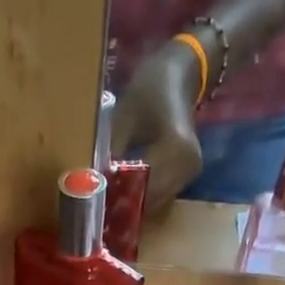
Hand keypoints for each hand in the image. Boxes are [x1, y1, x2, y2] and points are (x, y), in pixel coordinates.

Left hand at [112, 41, 204, 215]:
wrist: (181, 76)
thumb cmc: (151, 90)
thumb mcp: (124, 117)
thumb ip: (112, 153)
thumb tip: (95, 184)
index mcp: (176, 148)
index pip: (143, 186)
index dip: (118, 197)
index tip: (94, 202)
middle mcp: (188, 166)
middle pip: (150, 200)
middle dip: (124, 205)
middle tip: (96, 208)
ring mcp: (190, 174)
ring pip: (155, 202)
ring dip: (132, 204)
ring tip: (107, 203)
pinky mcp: (187, 177)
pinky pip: (160, 196)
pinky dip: (141, 197)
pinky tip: (123, 194)